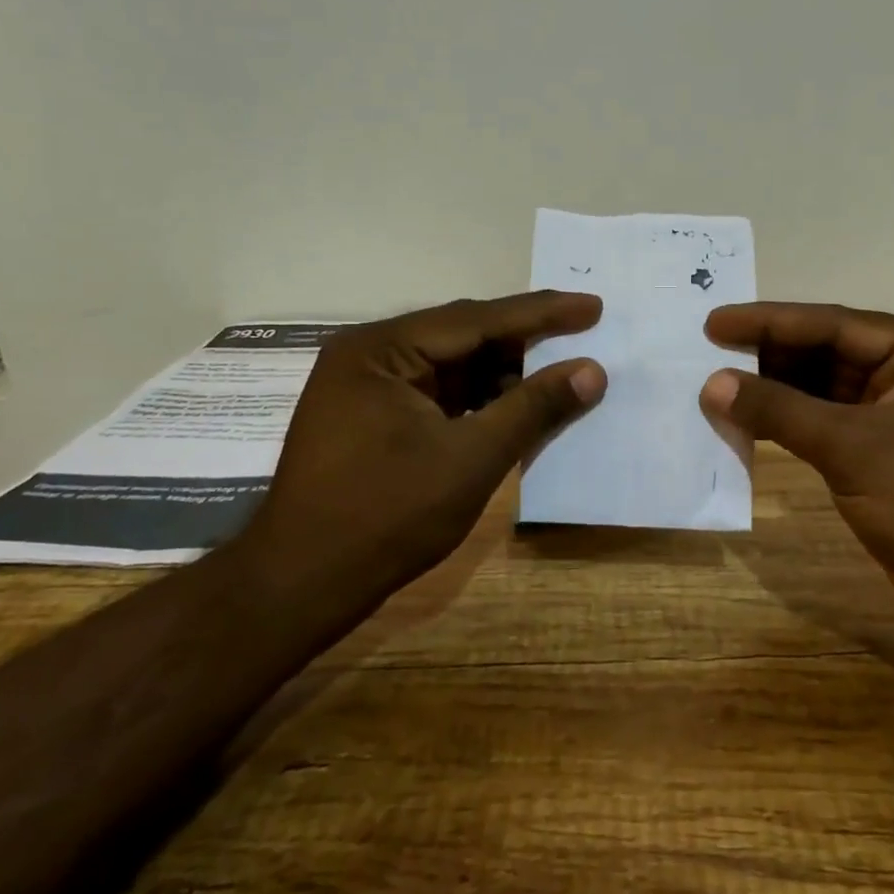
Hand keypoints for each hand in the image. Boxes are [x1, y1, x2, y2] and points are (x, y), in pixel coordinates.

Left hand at [241, 292, 605, 601]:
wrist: (301, 587)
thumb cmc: (386, 516)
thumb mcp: (471, 458)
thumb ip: (533, 407)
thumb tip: (592, 370)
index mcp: (382, 349)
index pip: (476, 319)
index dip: (541, 314)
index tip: (592, 306)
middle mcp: (370, 355)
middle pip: (463, 336)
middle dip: (523, 343)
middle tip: (582, 337)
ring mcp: (367, 387)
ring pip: (452, 366)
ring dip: (502, 375)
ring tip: (557, 377)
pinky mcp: (371, 418)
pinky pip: (438, 394)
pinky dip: (478, 400)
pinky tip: (513, 408)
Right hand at [700, 303, 893, 647]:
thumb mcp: (854, 450)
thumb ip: (780, 411)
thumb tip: (713, 383)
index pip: (833, 325)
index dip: (769, 322)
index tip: (714, 323)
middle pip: (828, 353)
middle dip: (770, 355)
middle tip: (710, 353)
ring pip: (825, 391)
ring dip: (777, 392)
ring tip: (720, 386)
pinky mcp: (888, 456)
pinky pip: (830, 427)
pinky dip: (792, 426)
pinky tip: (752, 424)